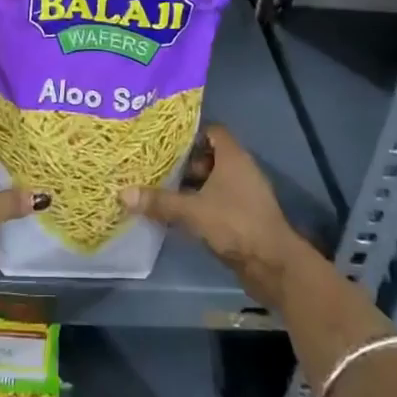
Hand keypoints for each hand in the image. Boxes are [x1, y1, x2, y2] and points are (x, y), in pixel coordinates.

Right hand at [122, 125, 308, 306]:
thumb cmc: (235, 224)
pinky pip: (219, 201)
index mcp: (233, 157)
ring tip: (162, 190)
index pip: (212, 131)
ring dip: (192, 186)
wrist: (273, 264)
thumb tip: (123, 193)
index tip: (165, 142)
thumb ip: (160, 201)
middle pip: (210, 157)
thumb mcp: (192, 211)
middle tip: (157, 167)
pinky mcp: (245, 216)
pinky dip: (201, 204)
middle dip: (185, 163)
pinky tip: (180, 215)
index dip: (191, 134)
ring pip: (214, 181)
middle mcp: (241, 170)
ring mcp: (245, 194)